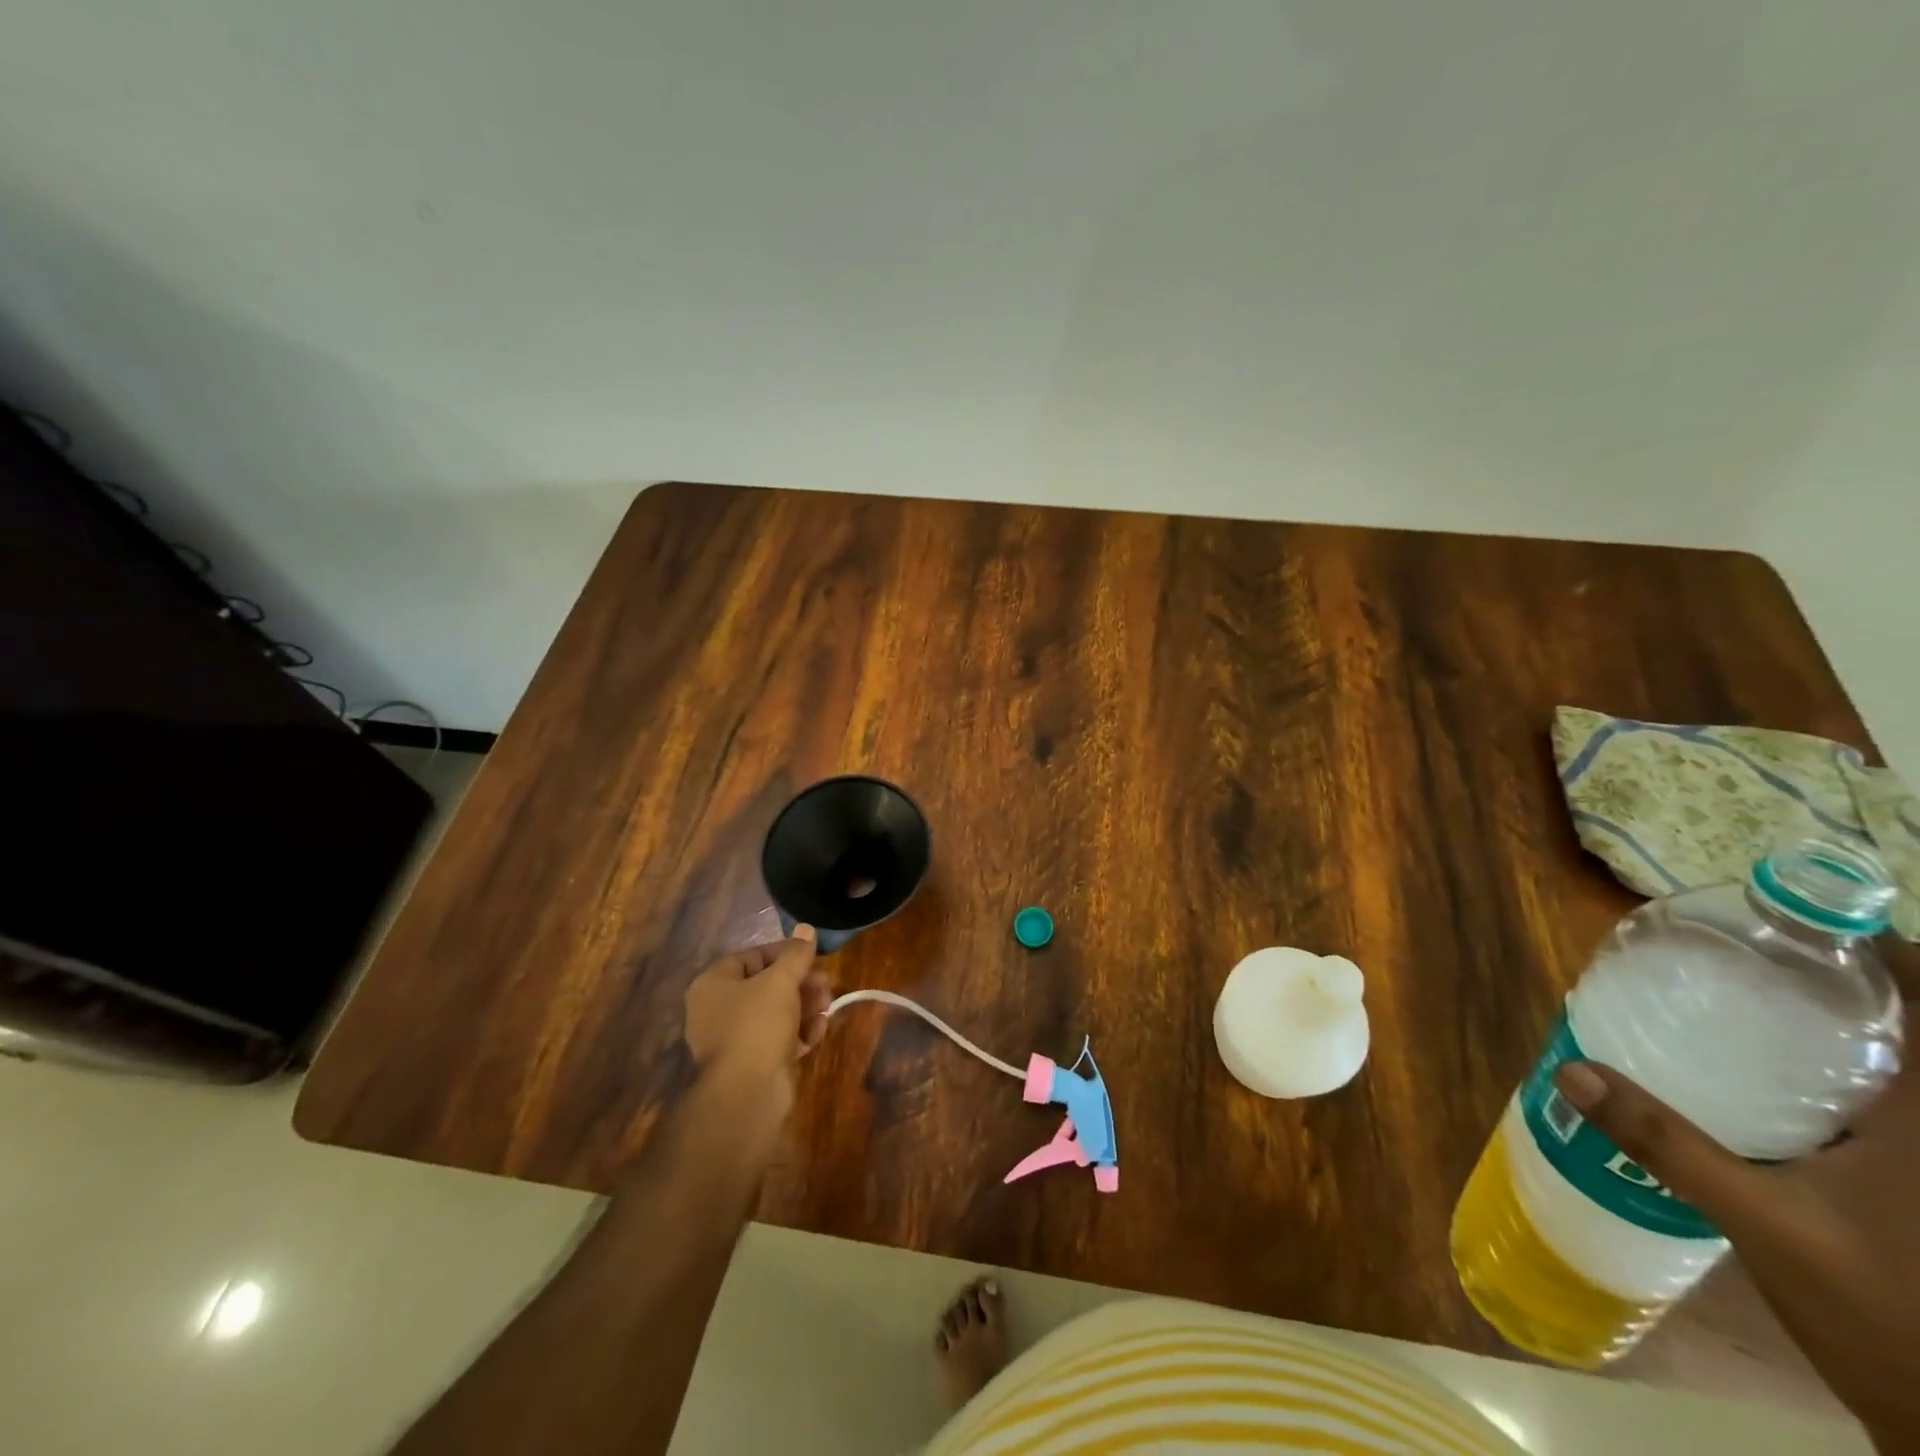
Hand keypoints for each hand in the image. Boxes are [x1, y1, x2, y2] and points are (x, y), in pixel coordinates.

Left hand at [683, 926, 830, 1099]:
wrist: (747, 1093)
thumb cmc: (758, 1024)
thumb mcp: (781, 981)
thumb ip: (795, 954)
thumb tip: (806, 928)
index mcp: (713, 984)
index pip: (751, 956)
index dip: (783, 953)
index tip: (811, 955)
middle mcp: (718, 1009)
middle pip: (766, 984)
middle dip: (800, 983)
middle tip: (825, 983)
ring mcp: (734, 1038)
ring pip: (775, 1012)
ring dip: (805, 1006)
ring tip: (827, 1007)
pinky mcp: (752, 1062)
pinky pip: (777, 1037)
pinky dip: (799, 1032)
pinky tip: (818, 1032)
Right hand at [1553, 936, 1919, 1446]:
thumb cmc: (1895, 1323)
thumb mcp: (1764, 1226)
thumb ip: (1667, 1144)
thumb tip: (1571, 1072)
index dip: (1887, 951)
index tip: (1805, 921)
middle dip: (1858, 983)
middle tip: (1766, 957)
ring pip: (1915, 1071)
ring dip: (1864, 1030)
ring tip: (1771, 1004)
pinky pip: (1900, 1110)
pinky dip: (1862, 1080)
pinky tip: (1793, 1088)